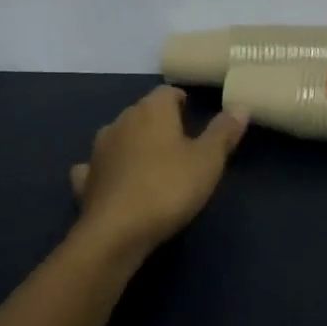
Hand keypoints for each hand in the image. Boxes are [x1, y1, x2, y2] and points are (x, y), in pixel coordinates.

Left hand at [68, 87, 248, 255]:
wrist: (116, 233)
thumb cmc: (168, 188)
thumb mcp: (208, 161)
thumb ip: (223, 132)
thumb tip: (240, 106)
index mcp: (152, 111)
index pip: (167, 92)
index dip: (181, 101)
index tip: (193, 114)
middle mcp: (122, 121)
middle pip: (142, 112)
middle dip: (159, 122)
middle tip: (180, 142)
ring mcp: (99, 150)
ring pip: (118, 136)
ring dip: (132, 144)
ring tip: (150, 161)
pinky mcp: (86, 180)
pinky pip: (98, 167)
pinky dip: (107, 170)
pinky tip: (115, 181)